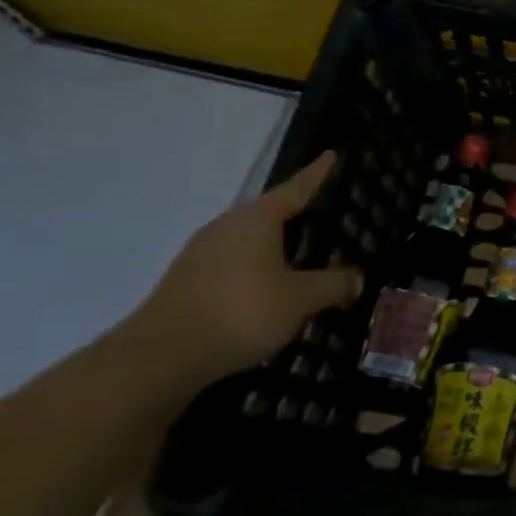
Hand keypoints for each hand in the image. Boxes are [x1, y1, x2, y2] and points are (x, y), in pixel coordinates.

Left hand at [126, 151, 362, 382]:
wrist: (158, 359)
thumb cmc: (240, 312)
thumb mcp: (300, 299)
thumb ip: (333, 284)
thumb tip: (357, 278)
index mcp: (257, 218)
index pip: (297, 187)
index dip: (318, 173)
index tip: (332, 155)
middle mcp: (228, 225)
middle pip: (272, 212)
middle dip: (300, 215)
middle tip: (330, 218)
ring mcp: (203, 252)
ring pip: (252, 240)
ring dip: (278, 247)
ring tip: (305, 258)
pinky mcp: (188, 280)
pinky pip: (235, 263)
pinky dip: (257, 269)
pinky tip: (270, 289)